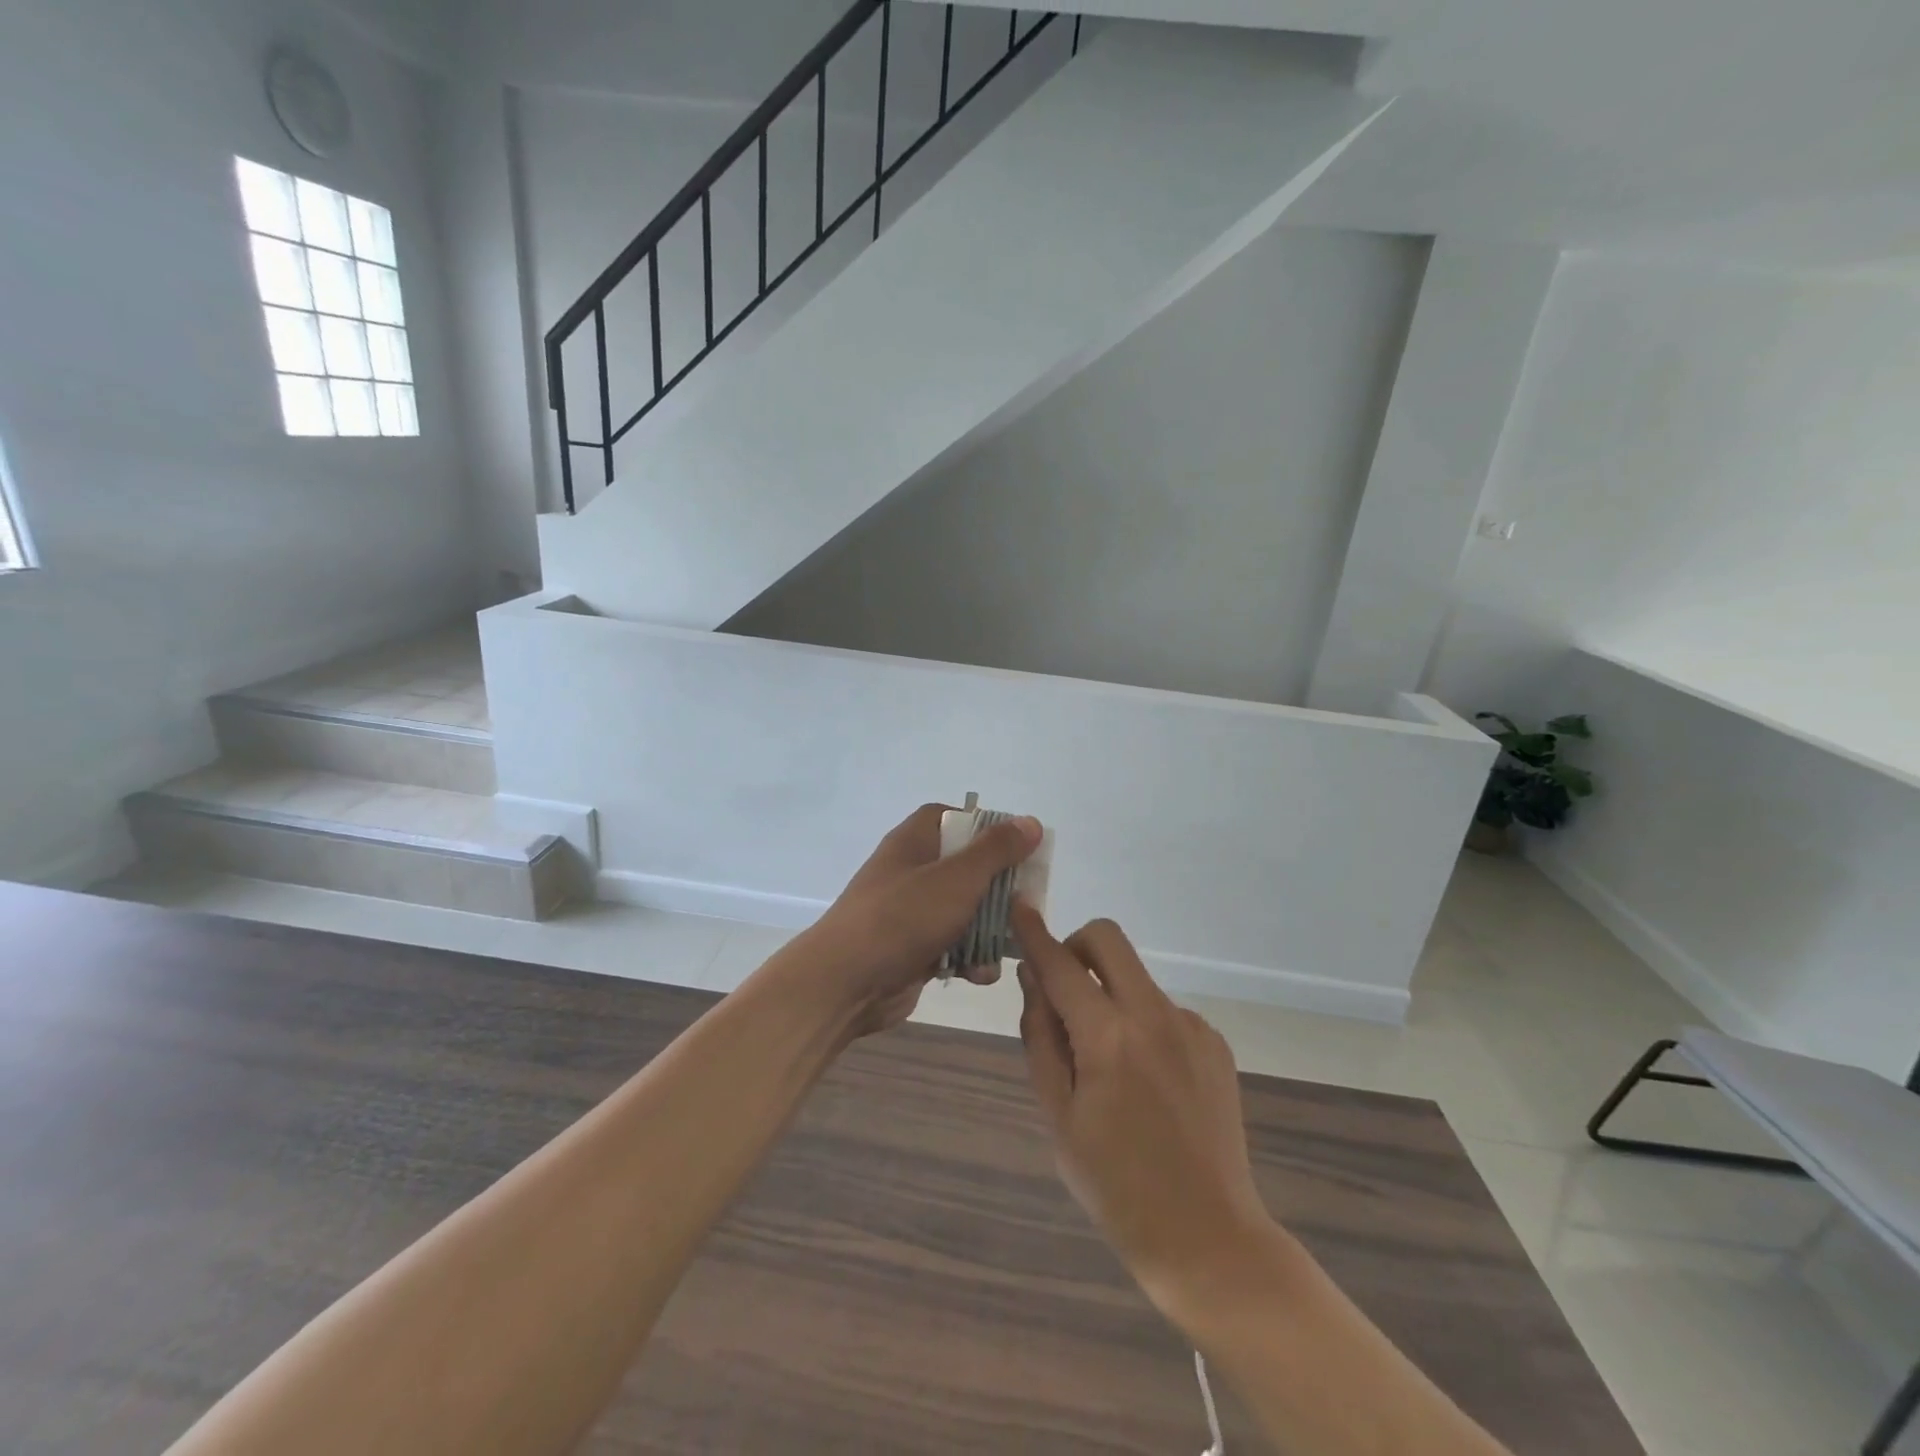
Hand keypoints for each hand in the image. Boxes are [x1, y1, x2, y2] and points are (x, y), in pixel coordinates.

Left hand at [782, 804, 1041, 1036]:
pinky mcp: (914, 949)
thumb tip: (1030, 822)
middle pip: (966, 866)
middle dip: (998, 888)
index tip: (1016, 845)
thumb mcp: (957, 877)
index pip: (953, 816)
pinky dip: (969, 959)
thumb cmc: (903, 917)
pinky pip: (953, 946)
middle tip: (1025, 903)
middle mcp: (912, 871)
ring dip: (989, 930)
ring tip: (1007, 945)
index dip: (985, 827)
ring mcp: (911, 912)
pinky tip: (979, 975)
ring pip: (964, 910)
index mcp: (915, 841)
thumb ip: (996, 850)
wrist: (846, 983)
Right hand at [1013, 903, 1277, 1324]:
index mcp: (1108, 1038)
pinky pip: (1163, 1010)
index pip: (1060, 966)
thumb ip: (1041, 1038)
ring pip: (1135, 978)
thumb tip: (1033, 979)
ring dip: (1110, 994)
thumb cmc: (1115, 1186)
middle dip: (1076, 946)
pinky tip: (1146, 1081)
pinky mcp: (1214, 1042)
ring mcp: (1190, 1026)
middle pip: (1109, 939)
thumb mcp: (1058, 1117)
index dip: (1034, 933)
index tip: (1018, 906)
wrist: (1208, 1237)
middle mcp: (1154, 1016)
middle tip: (1063, 988)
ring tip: (1108, 1064)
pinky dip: (1141, 1023)